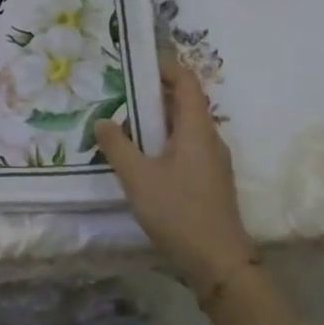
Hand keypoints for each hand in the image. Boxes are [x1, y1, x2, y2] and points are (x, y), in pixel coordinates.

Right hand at [94, 58, 253, 288]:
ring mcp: (212, 162)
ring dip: (157, 118)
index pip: (187, 82)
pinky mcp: (208, 181)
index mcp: (197, 129)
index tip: (138, 60)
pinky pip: (184, 147)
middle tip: (121, 87)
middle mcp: (209, 139)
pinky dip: (163, 140)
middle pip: (185, 102)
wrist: (219, 264)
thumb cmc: (179, 212)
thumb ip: (117, 145)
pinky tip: (140, 154)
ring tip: (124, 118)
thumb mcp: (138, 177)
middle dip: (155, 91)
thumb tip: (104, 120)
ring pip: (184, 127)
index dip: (166, 66)